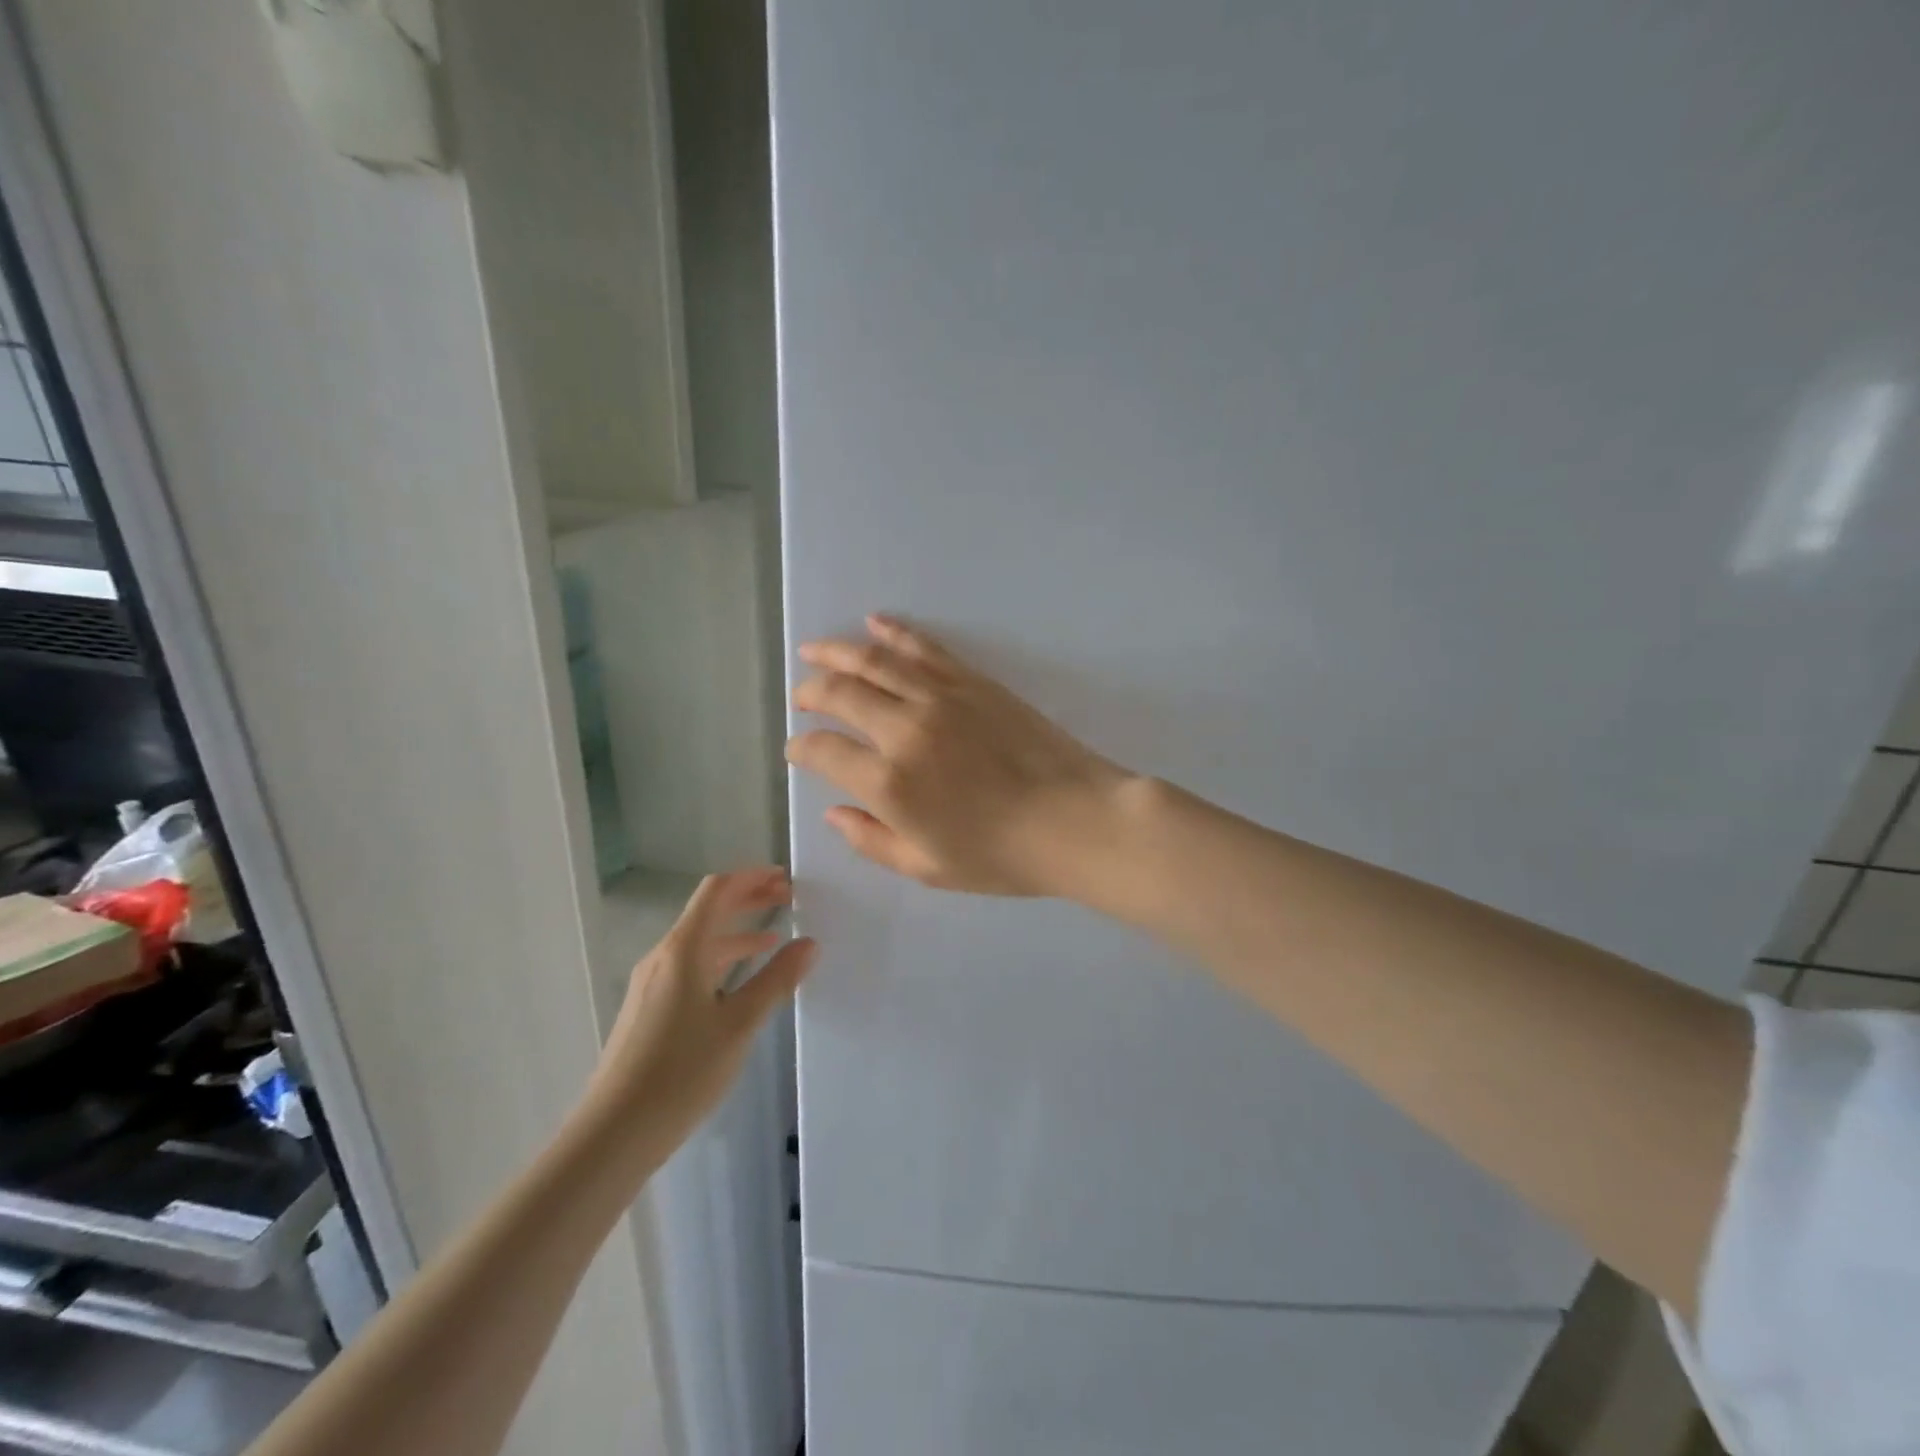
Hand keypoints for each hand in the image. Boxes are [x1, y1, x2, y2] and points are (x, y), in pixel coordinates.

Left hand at [589, 868, 815, 1163]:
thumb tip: (809, 943)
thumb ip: (776, 980)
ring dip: (737, 932)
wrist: (613, 1133)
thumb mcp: (739, 1024)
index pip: (717, 891)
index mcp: (683, 949)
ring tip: (775, 939)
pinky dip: (722, 960)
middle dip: (748, 900)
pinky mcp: (649, 1009)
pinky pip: (691, 966)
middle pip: (709, 912)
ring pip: (700, 941)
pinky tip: (742, 982)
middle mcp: (663, 956)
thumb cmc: (681, 1072)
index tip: (785, 877)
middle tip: (789, 899)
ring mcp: (652, 983)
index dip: (751, 877)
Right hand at [786, 615, 1134, 896]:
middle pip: (839, 695)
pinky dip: (894, 633)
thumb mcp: (927, 868)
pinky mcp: (972, 681)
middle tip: (801, 697)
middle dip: (810, 692)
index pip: (823, 752)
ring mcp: (940, 698)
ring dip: (836, 652)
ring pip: (874, 662)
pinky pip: (923, 648)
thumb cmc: (1001, 856)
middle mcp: (904, 731)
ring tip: (813, 649)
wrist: (1074, 819)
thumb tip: (833, 812)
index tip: (798, 750)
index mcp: (888, 784)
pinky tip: (874, 623)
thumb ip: (872, 840)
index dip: (800, 749)